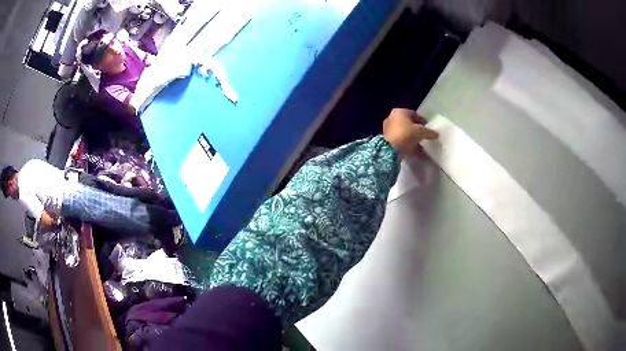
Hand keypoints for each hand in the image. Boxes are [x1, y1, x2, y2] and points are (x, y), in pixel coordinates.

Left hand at [383, 108, 438, 157]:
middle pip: (408, 123)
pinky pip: (400, 140)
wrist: (391, 149)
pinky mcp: (387, 139)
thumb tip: (436, 134)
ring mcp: (388, 128)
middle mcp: (392, 117)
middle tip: (424, 135)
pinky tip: (413, 149)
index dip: (422, 120)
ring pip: (404, 132)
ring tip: (420, 144)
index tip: (428, 127)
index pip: (414, 114)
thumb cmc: (407, 134)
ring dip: (412, 137)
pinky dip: (406, 143)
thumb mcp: (421, 132)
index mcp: (400, 111)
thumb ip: (429, 132)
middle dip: (416, 129)